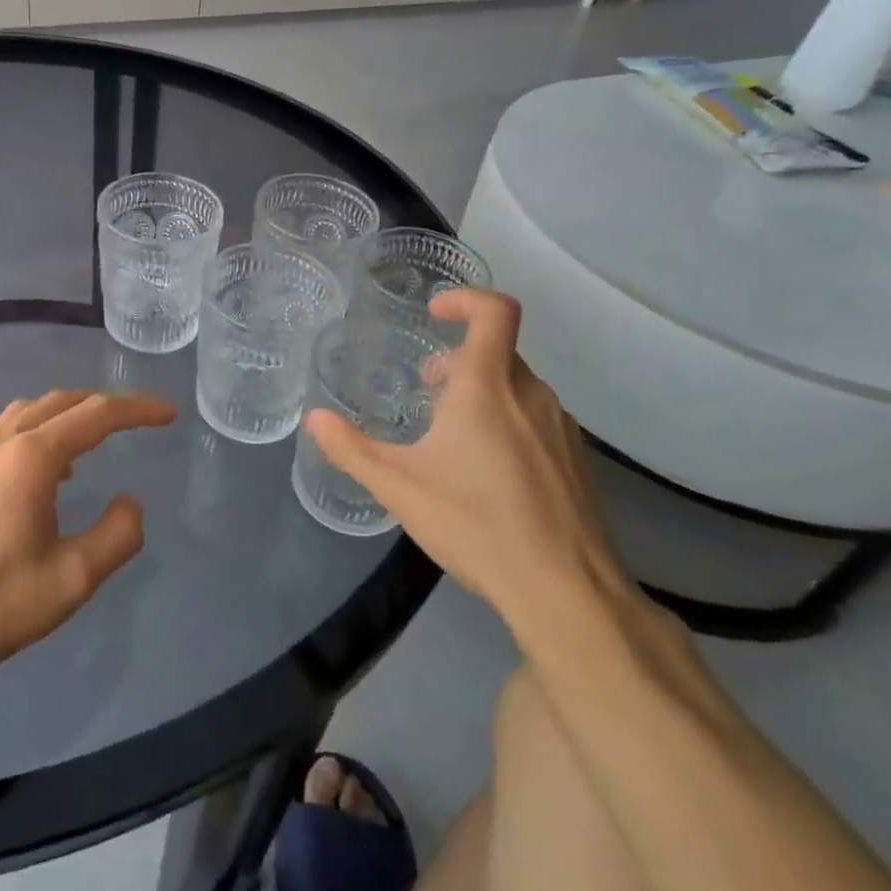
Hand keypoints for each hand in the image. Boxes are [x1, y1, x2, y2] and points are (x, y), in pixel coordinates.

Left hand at [0, 390, 175, 690]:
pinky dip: (44, 429)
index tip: (169, 414)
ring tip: (100, 437)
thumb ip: (118, 535)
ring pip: (34, 410)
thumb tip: (130, 502)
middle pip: (64, 402)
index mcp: (31, 458)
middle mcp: (2, 442)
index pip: (96, 415)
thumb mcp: (73, 580)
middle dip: (107, 405)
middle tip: (141, 421)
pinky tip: (54, 468)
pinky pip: (12, 429)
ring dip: (72, 413)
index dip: (138, 410)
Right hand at [304, 289, 625, 621]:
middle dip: (458, 361)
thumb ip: (351, 449)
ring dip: (482, 392)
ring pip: (518, 386)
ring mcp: (560, 427)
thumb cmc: (476, 525)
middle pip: (498, 351)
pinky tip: (488, 473)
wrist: (566, 591)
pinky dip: (508, 421)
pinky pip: (537, 418)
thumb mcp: (398, 487)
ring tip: (452, 436)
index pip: (495, 311)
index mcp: (488, 388)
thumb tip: (315, 419)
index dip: (466, 299)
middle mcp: (531, 395)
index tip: (435, 314)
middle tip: (427, 392)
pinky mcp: (576, 459)